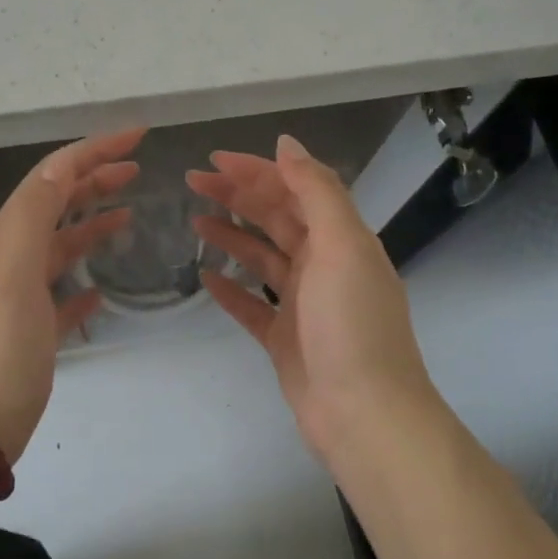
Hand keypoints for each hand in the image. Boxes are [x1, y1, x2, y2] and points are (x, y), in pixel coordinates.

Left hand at [0, 128, 144, 461]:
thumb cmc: (1, 343)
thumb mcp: (16, 269)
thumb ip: (36, 214)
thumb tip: (61, 166)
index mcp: (9, 235)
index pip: (53, 175)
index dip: (93, 150)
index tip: (138, 136)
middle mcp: (13, 256)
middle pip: (57, 203)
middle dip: (94, 179)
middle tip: (137, 169)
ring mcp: (22, 294)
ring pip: (62, 245)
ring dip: (92, 223)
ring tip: (128, 215)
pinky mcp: (35, 330)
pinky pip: (63, 293)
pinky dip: (84, 281)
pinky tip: (102, 288)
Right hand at [188, 135, 432, 460]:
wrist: (364, 414)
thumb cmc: (351, 323)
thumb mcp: (341, 245)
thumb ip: (316, 191)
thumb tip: (287, 144)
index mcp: (340, 239)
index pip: (294, 190)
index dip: (256, 171)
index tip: (215, 160)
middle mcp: (323, 265)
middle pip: (274, 218)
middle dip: (236, 196)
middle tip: (193, 182)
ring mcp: (302, 304)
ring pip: (260, 257)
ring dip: (230, 235)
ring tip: (194, 221)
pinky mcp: (284, 339)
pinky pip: (251, 305)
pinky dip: (230, 289)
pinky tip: (204, 277)